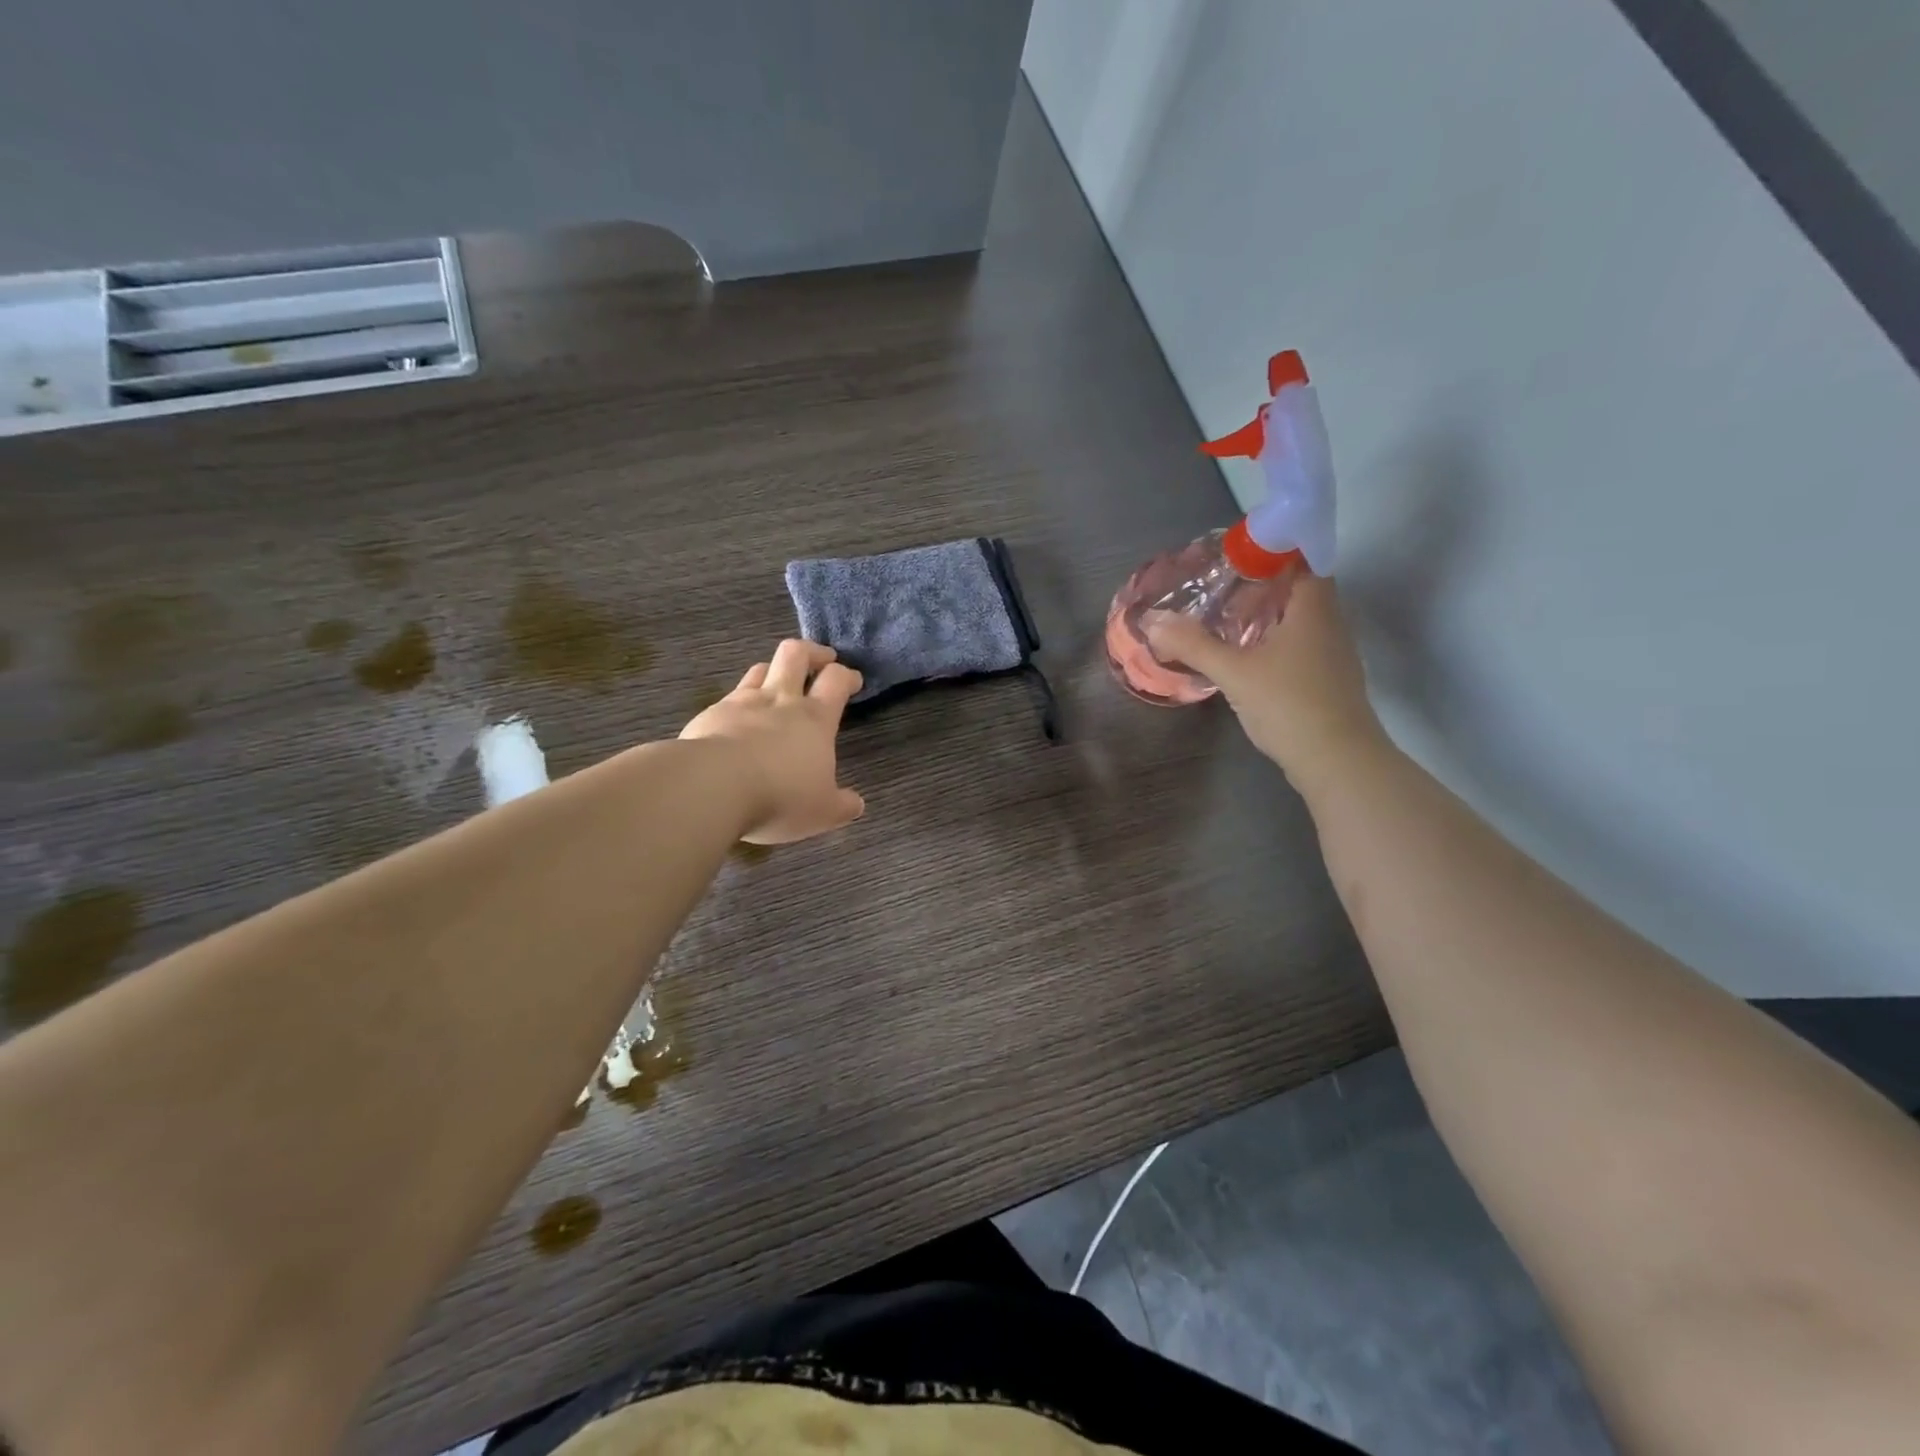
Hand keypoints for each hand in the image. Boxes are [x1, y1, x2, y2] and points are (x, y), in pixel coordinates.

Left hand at [680, 640, 866, 843]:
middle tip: (822, 659)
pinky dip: (740, 701)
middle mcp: (780, 701)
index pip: (836, 681)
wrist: (712, 786)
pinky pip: (730, 696)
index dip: (847, 676)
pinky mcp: (710, 714)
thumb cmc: (779, 797)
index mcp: (815, 719)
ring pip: (761, 668)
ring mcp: (742, 703)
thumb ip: (841, 806)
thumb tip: (856, 804)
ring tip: (778, 682)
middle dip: (813, 652)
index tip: (853, 680)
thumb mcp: (821, 812)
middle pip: (796, 654)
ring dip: (774, 670)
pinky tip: (738, 719)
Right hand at [1145, 574, 1388, 790]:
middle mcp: (1330, 623)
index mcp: (1314, 608)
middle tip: (1221, 588)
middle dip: (1263, 585)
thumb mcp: (1234, 672)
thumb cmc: (1290, 704)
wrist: (1338, 761)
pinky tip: (1247, 659)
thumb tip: (1153, 621)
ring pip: (1299, 620)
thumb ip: (1193, 645)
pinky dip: (1274, 642)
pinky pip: (1299, 645)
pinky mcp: (1327, 680)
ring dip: (1267, 616)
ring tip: (1227, 622)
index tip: (1237, 556)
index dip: (1274, 551)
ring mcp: (1333, 654)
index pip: (1303, 559)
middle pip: (1299, 589)